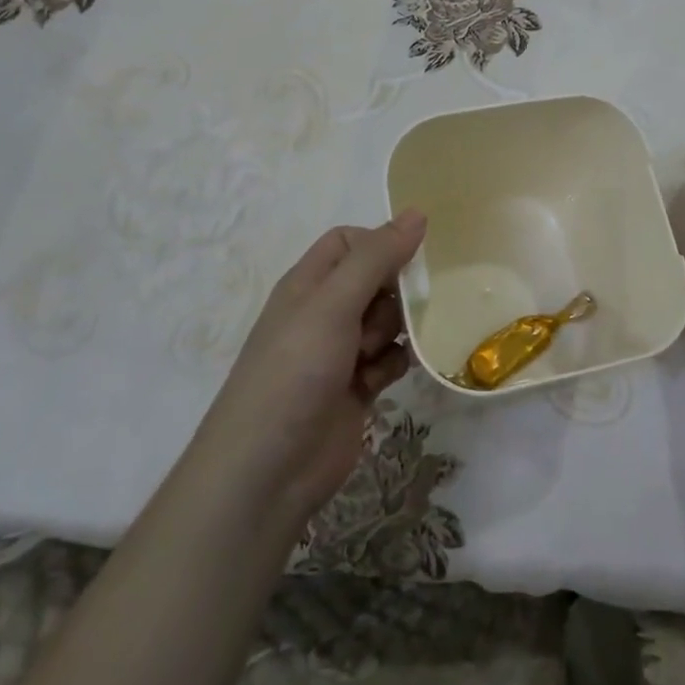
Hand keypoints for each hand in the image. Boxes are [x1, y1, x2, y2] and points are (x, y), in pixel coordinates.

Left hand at [203, 211, 425, 528]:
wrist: (267, 471)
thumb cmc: (294, 373)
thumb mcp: (333, 304)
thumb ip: (377, 257)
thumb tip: (417, 213)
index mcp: (309, 283)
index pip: (350, 241)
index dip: (380, 244)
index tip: (407, 262)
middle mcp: (324, 312)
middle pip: (376, 280)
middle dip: (395, 294)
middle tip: (396, 314)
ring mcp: (339, 352)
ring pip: (388, 321)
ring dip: (395, 332)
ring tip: (376, 355)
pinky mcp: (357, 388)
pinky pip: (389, 359)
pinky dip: (392, 365)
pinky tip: (382, 380)